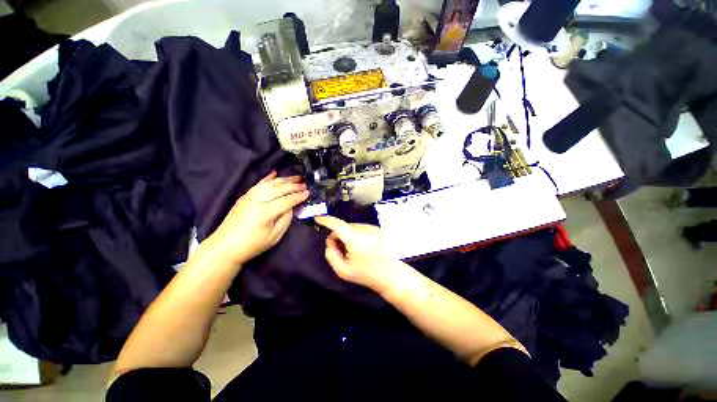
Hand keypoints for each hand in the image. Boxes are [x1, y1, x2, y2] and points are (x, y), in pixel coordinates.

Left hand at [208, 171, 308, 264]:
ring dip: (284, 179)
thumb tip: (292, 206)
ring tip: (296, 177)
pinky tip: (275, 173)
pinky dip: (268, 178)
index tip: (308, 193)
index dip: (298, 196)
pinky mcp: (244, 196)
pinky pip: (259, 184)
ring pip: (270, 183)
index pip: (286, 200)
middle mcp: (256, 200)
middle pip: (278, 189)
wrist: (225, 247)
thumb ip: (286, 219)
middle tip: (305, 184)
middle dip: (293, 185)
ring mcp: (249, 196)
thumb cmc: (252, 245)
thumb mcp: (274, 236)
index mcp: (264, 212)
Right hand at [314, 215, 400, 292]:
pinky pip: (361, 228)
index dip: (326, 220)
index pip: (338, 225)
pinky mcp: (378, 229)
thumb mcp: (343, 271)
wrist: (391, 274)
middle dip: (337, 234)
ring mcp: (373, 228)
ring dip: (347, 234)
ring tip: (352, 250)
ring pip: (353, 227)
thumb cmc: (367, 274)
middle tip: (338, 248)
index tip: (318, 219)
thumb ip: (331, 255)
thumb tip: (330, 241)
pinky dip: (356, 234)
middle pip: (344, 226)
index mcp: (355, 240)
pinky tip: (361, 247)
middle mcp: (365, 230)